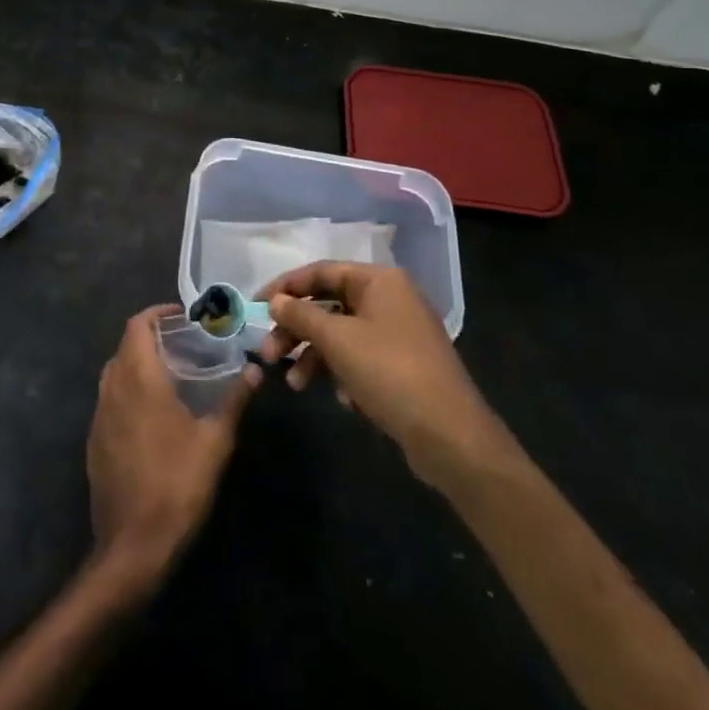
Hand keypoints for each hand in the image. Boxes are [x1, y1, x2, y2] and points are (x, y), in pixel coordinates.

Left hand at [87, 306, 256, 590]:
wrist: (132, 545)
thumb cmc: (177, 485)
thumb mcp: (215, 442)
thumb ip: (234, 401)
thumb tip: (255, 371)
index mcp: (139, 378)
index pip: (137, 325)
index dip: (156, 313)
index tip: (181, 316)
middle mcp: (113, 387)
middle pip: (125, 345)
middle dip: (150, 337)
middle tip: (182, 344)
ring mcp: (99, 415)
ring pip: (114, 371)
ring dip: (136, 363)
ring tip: (169, 374)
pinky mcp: (94, 440)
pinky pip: (109, 399)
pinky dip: (127, 390)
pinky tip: (151, 413)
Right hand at [255, 262, 496, 484]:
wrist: (452, 438)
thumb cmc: (390, 373)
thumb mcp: (338, 340)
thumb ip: (302, 315)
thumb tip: (276, 300)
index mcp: (379, 280)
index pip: (320, 271)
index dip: (285, 287)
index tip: (255, 307)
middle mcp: (390, 299)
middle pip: (329, 304)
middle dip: (297, 329)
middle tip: (269, 353)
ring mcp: (399, 333)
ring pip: (342, 334)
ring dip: (314, 356)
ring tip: (295, 384)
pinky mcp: (403, 366)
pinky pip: (360, 358)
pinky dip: (342, 373)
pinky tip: (342, 400)